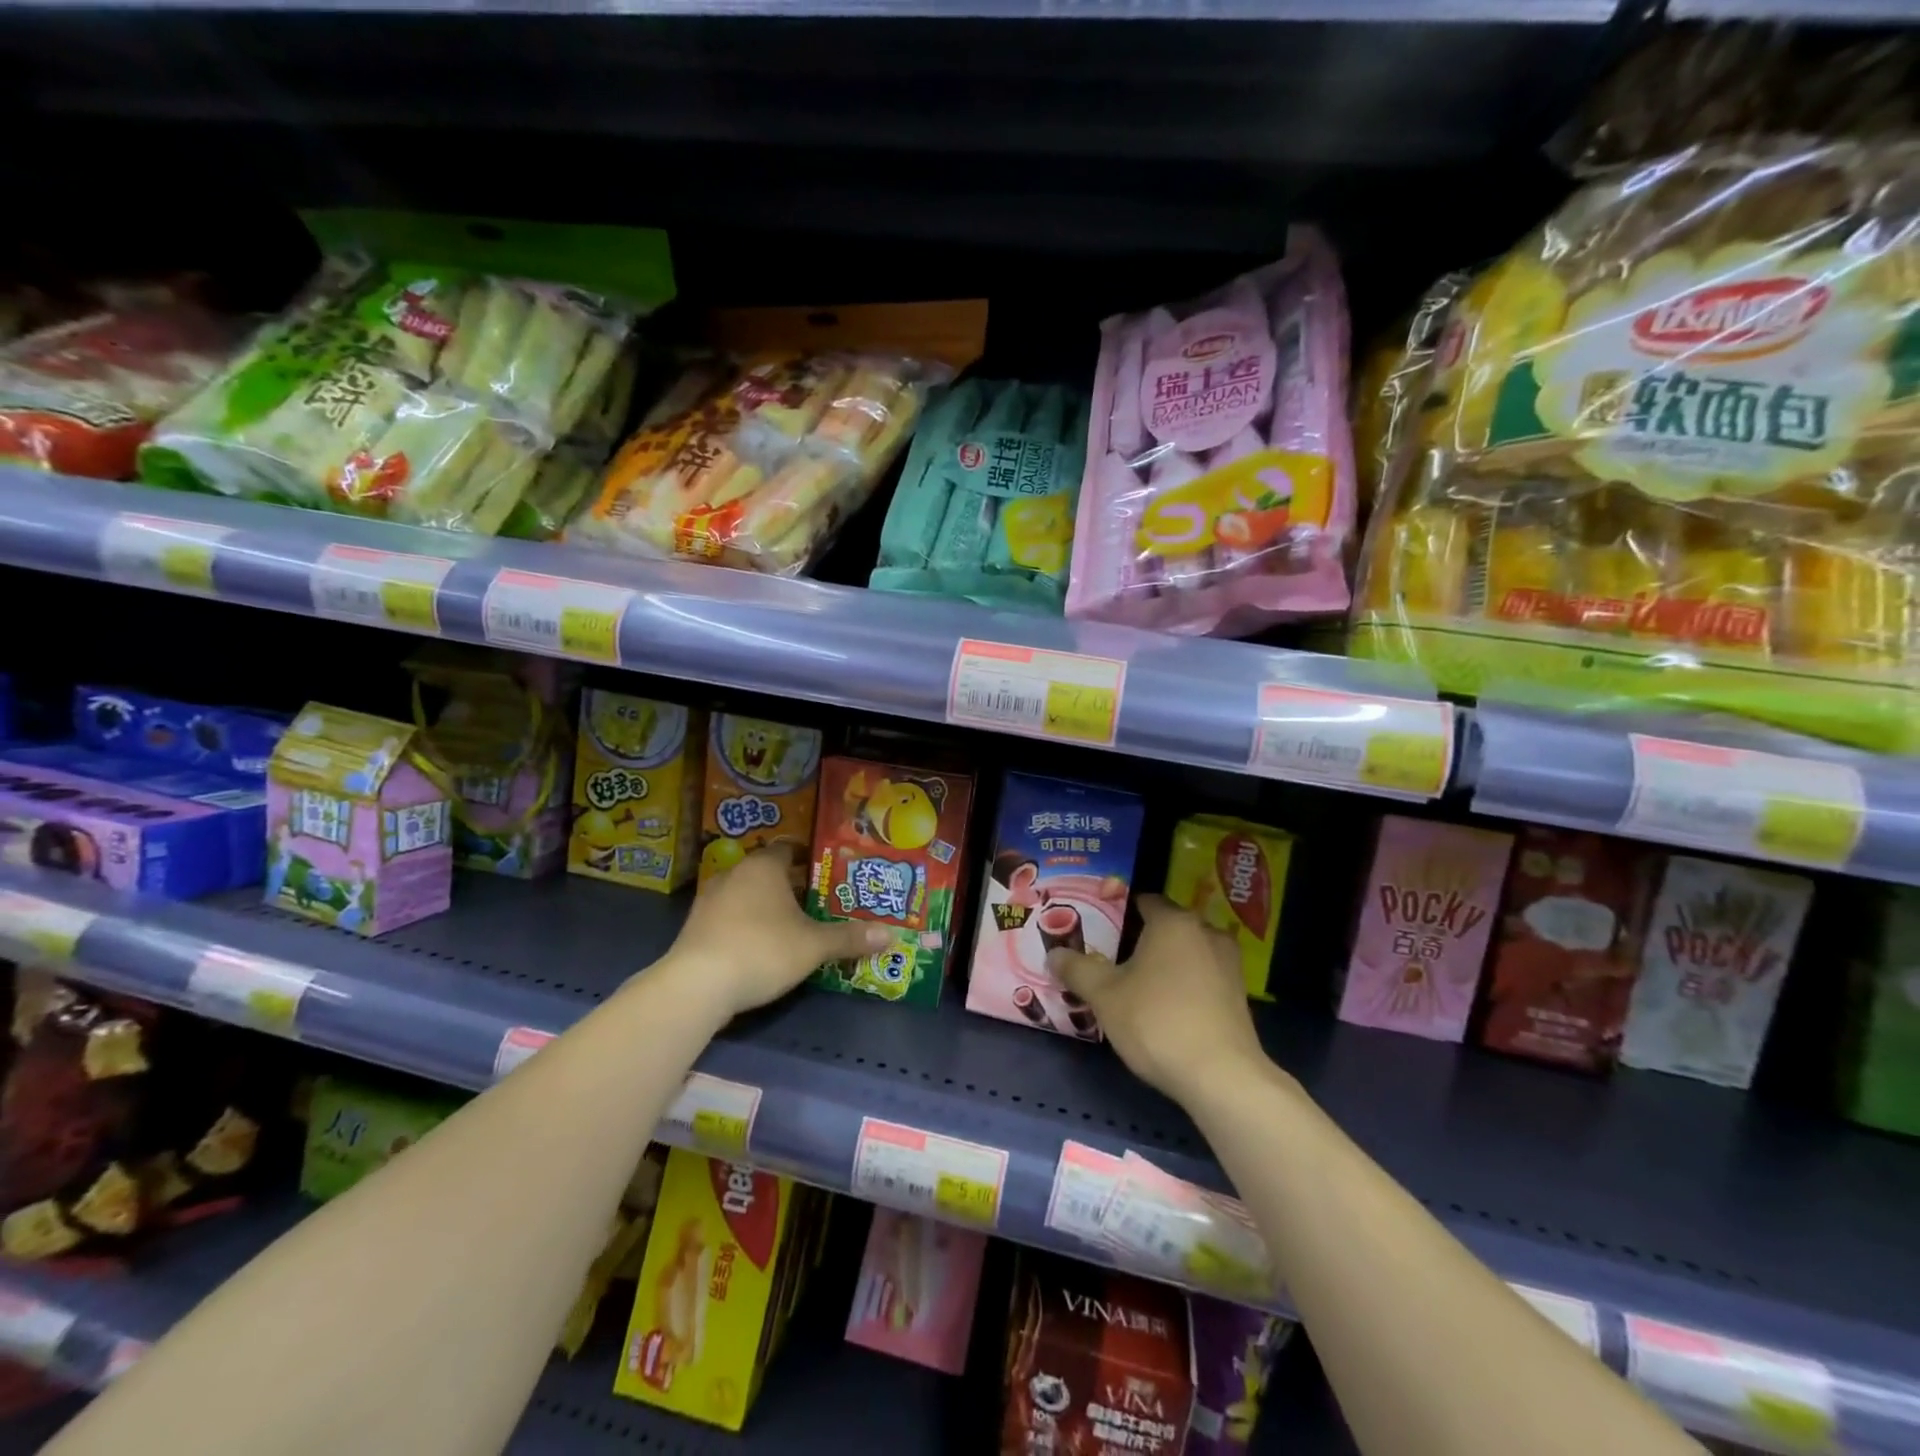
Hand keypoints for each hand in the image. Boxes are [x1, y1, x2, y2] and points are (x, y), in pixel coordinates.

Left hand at [670, 844, 892, 1017]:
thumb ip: (849, 938)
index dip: (809, 859)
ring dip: (766, 906)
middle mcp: (735, 873)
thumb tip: (891, 934)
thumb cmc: (763, 950)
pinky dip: (746, 924)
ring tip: (792, 924)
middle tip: (817, 901)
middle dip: (791, 885)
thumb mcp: (813, 946)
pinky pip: (729, 916)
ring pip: (747, 894)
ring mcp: (710, 899)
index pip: (789, 849)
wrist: (697, 985)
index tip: (828, 873)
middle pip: (768, 872)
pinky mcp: (695, 927)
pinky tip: (760, 945)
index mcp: (764, 866)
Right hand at [1047, 895, 1267, 1106]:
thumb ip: (1077, 969)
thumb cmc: (1156, 1021)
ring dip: (1167, 963)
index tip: (1100, 927)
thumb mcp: (1105, 996)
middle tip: (1113, 958)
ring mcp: (1229, 964)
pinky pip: (1204, 977)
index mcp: (1173, 921)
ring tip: (1139, 984)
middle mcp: (1206, 932)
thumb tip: (1053, 954)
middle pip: (1167, 926)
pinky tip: (1167, 1007)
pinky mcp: (1240, 996)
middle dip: (1142, 938)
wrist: (1221, 1077)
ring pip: (1188, 952)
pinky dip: (1186, 984)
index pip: (1144, 901)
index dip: (1120, 911)